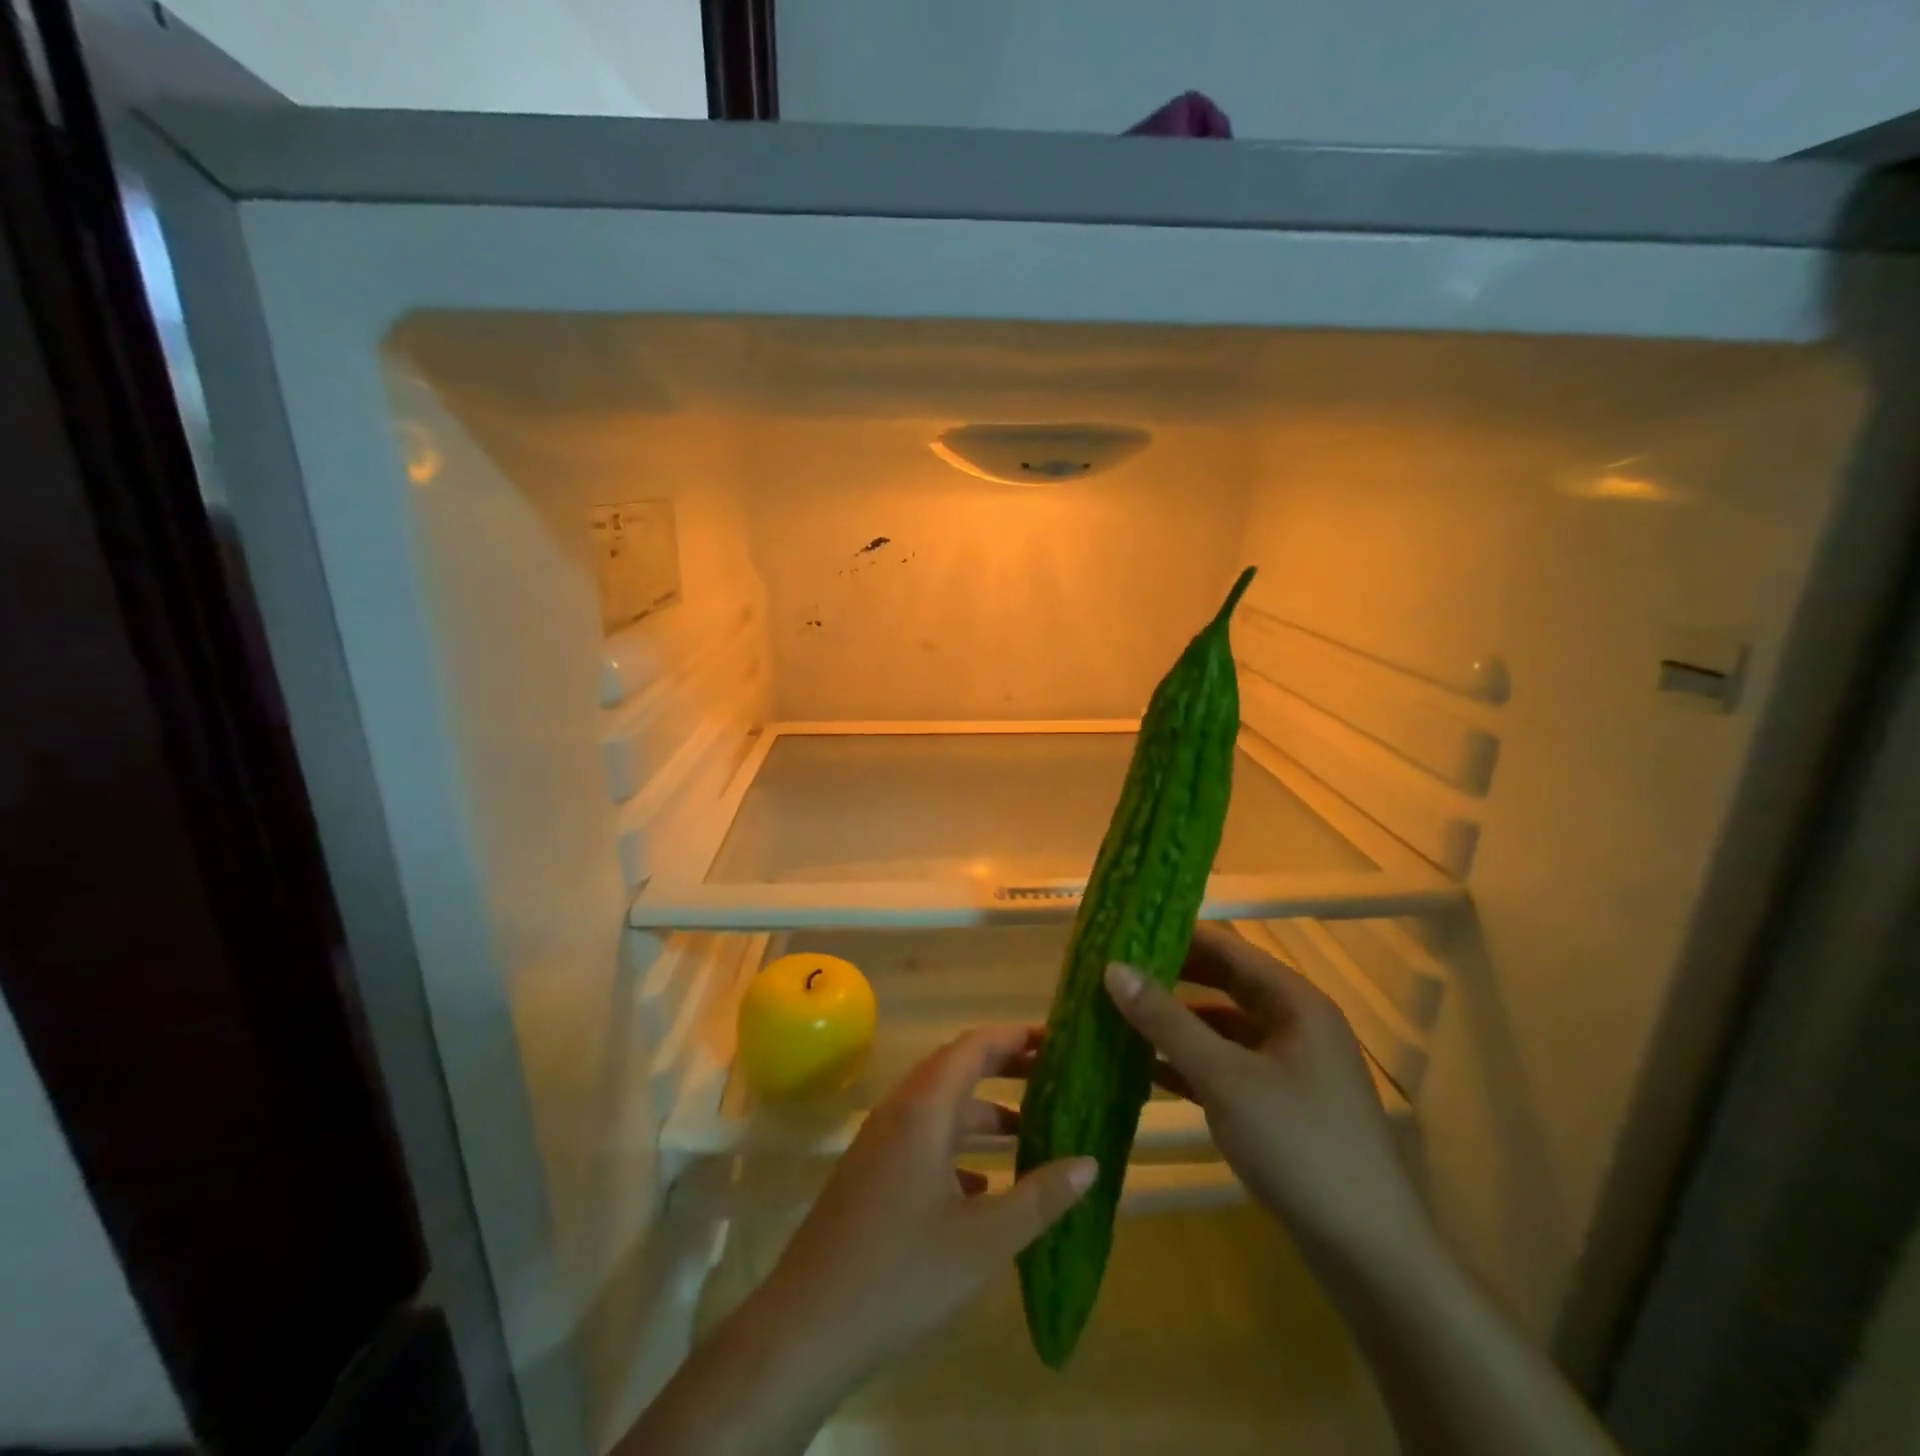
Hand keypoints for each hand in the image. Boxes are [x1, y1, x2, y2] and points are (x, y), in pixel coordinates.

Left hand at [763, 1026, 1097, 1384]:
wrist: (805, 1328)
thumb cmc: (899, 1277)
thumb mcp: (983, 1241)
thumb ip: (1040, 1197)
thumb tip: (1090, 1162)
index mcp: (924, 1110)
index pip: (974, 1047)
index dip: (1015, 1037)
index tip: (1056, 1040)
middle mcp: (900, 1111)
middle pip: (957, 1067)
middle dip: (1004, 1067)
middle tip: (1053, 1075)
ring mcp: (881, 1142)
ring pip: (941, 1106)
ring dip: (984, 1110)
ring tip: (1032, 1130)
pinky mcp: (872, 1172)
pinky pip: (924, 1138)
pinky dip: (959, 1144)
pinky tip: (986, 1184)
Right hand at [1104, 925, 1432, 1269]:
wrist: (1370, 1254)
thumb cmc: (1298, 1146)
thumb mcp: (1224, 1078)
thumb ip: (1167, 1020)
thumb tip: (1113, 968)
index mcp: (1294, 1001)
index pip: (1227, 946)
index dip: (1176, 934)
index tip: (1124, 931)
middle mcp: (1296, 1023)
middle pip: (1225, 983)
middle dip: (1171, 977)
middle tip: (1114, 971)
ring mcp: (1291, 1066)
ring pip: (1224, 1027)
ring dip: (1177, 1022)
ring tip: (1121, 1015)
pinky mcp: (1282, 1104)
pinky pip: (1229, 1066)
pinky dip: (1192, 1063)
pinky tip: (1147, 1070)